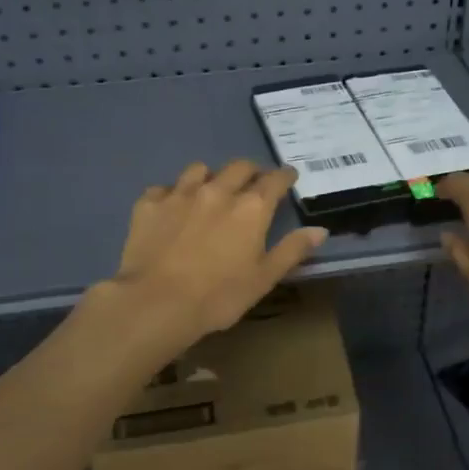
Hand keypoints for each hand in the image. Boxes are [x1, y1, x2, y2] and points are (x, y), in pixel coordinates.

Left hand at [108, 160, 326, 345]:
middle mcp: (218, 191)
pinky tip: (172, 209)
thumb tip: (319, 230)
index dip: (285, 176)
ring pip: (200, 170)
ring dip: (211, 176)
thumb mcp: (264, 278)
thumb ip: (292, 250)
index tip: (289, 176)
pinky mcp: (149, 204)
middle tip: (253, 183)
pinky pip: (164, 188)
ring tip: (211, 191)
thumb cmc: (219, 296)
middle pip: (239, 167)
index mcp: (251, 208)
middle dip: (251, 171)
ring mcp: (180, 194)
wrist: (157, 302)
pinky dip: (173, 194)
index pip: (275, 180)